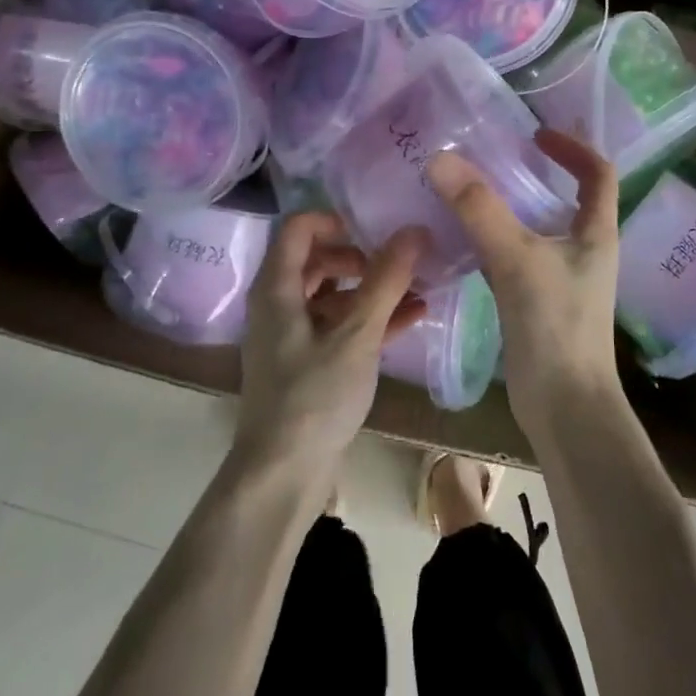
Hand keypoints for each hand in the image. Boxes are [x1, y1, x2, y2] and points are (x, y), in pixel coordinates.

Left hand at [237, 212, 426, 471]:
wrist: (282, 475)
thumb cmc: (314, 397)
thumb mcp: (356, 336)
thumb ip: (385, 282)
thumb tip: (414, 231)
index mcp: (277, 288)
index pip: (298, 227)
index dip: (335, 220)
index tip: (375, 230)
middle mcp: (278, 305)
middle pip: (317, 259)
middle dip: (360, 256)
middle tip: (398, 262)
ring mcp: (291, 336)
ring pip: (332, 295)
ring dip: (372, 290)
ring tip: (418, 287)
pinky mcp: (306, 363)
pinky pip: (338, 327)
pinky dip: (369, 319)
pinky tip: (413, 318)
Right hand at [428, 130, 620, 433]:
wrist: (564, 406)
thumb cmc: (554, 326)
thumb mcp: (516, 259)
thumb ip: (479, 210)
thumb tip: (440, 159)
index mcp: (596, 233)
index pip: (598, 173)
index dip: (573, 147)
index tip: (535, 133)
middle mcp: (585, 250)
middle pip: (565, 198)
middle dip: (533, 174)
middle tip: (489, 158)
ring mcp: (562, 278)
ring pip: (536, 229)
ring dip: (509, 208)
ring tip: (468, 192)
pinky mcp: (538, 302)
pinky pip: (515, 257)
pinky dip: (493, 242)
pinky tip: (461, 241)